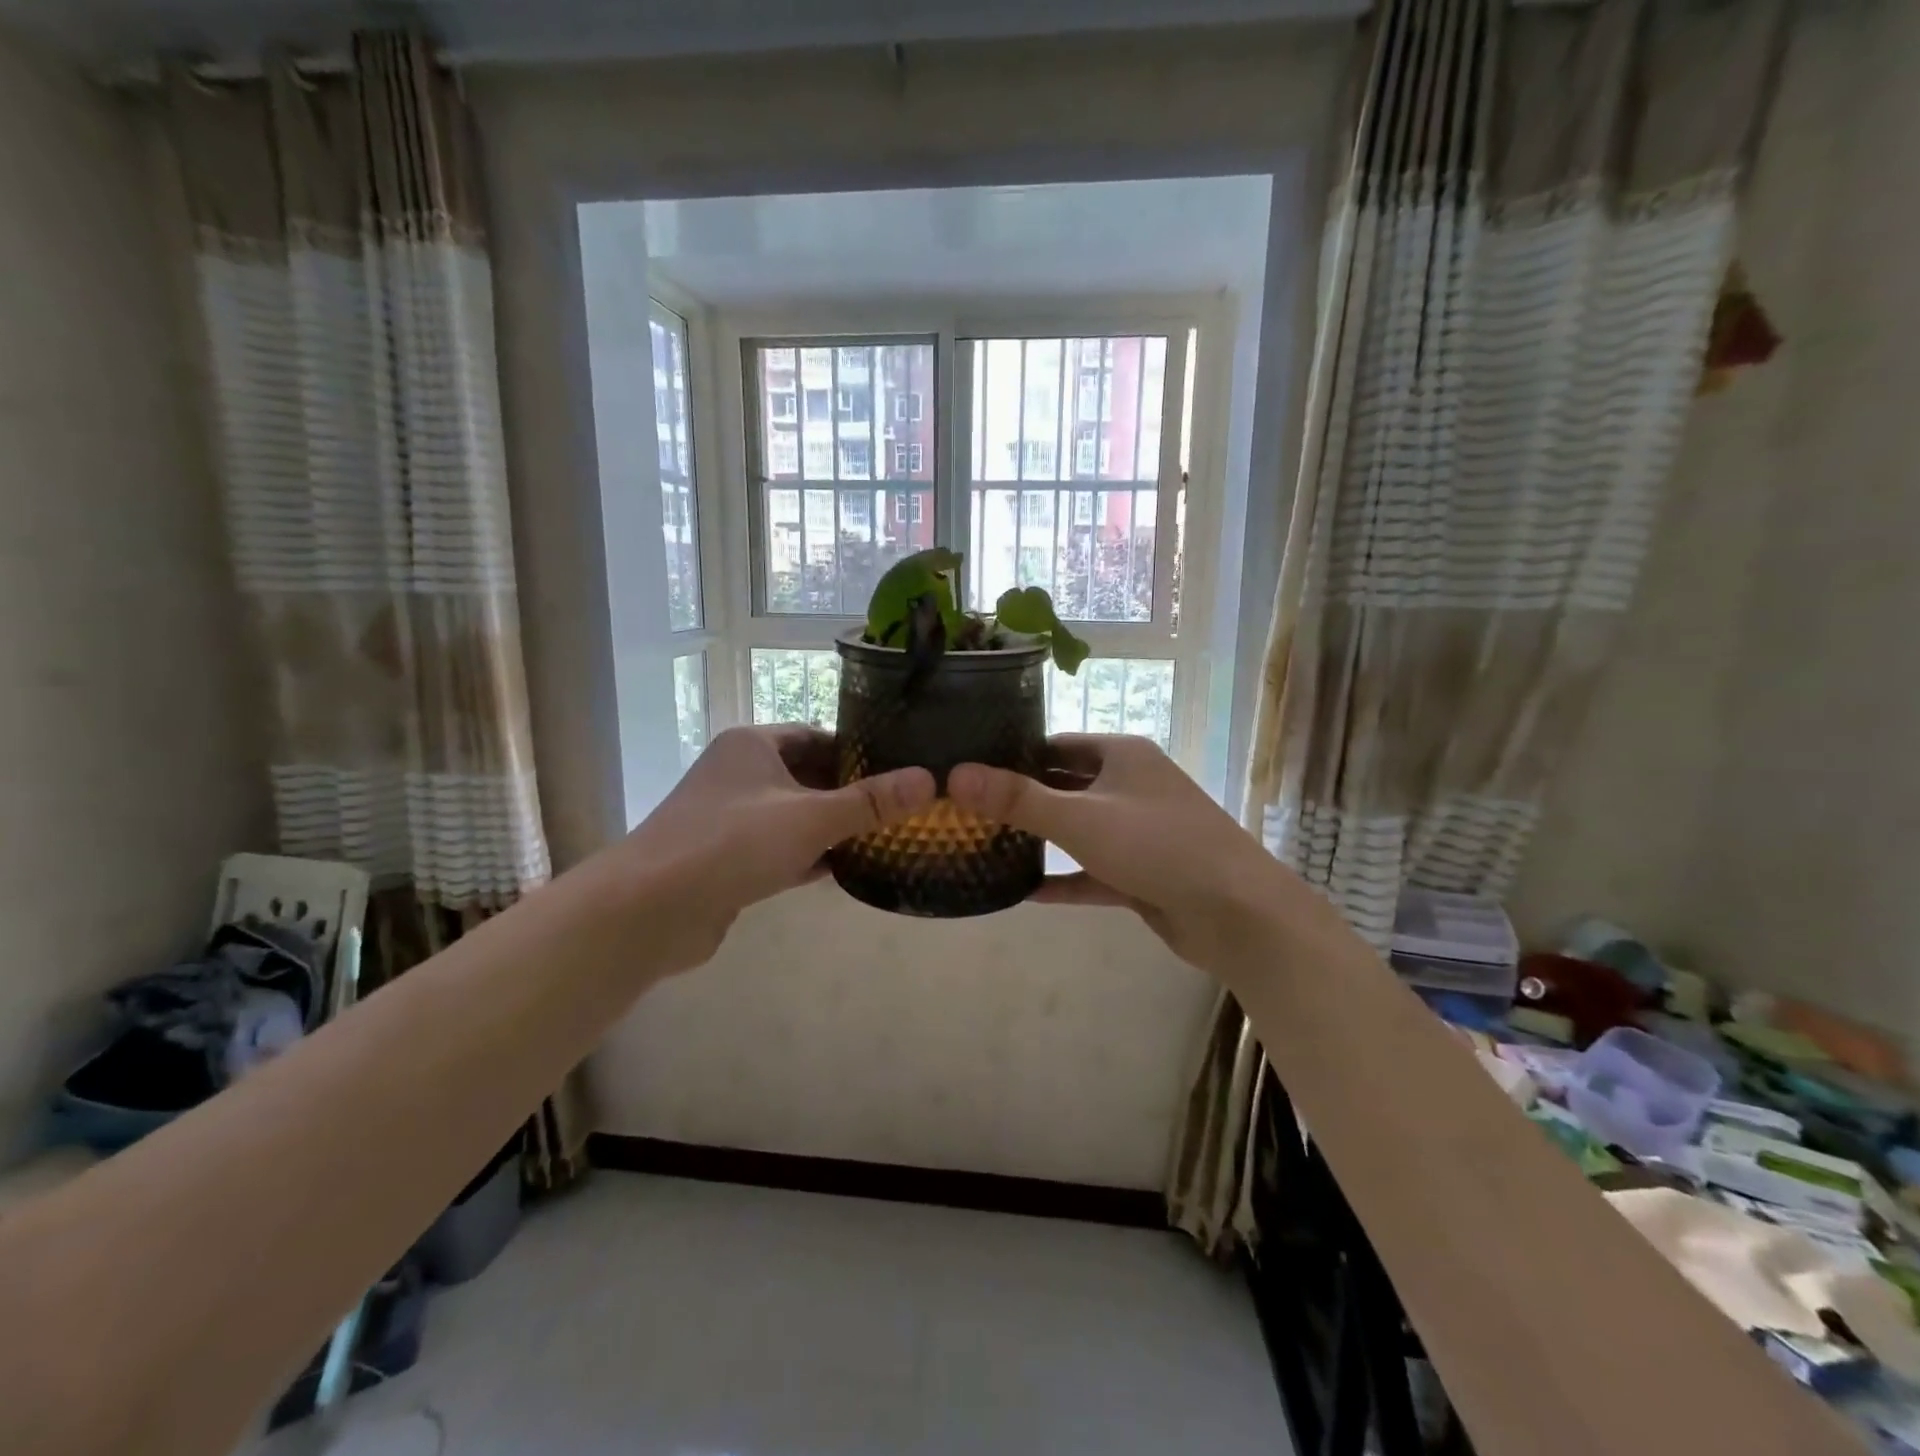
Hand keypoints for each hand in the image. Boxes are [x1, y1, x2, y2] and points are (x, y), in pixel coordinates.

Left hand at [619, 726, 934, 966]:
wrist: (650, 910)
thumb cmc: (731, 843)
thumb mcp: (810, 818)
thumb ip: (870, 802)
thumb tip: (929, 780)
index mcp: (753, 745)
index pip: (817, 736)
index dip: (858, 751)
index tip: (900, 768)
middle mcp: (740, 774)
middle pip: (808, 776)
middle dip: (851, 792)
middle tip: (901, 806)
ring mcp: (731, 819)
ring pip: (795, 815)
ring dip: (833, 827)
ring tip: (886, 835)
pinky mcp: (728, 860)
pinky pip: (781, 850)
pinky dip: (811, 856)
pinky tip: (847, 868)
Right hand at [949, 736, 1344, 972]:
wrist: (1237, 913)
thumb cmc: (1157, 845)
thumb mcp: (1080, 818)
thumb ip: (1018, 799)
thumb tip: (955, 775)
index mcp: (1121, 755)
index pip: (1055, 743)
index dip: (1013, 753)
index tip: (968, 768)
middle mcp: (1130, 785)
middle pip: (1064, 785)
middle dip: (1021, 798)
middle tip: (966, 810)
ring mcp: (1138, 831)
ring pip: (1078, 829)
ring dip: (1040, 839)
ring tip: (985, 845)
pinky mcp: (1141, 872)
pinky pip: (1091, 871)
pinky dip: (1063, 879)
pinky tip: (1023, 893)